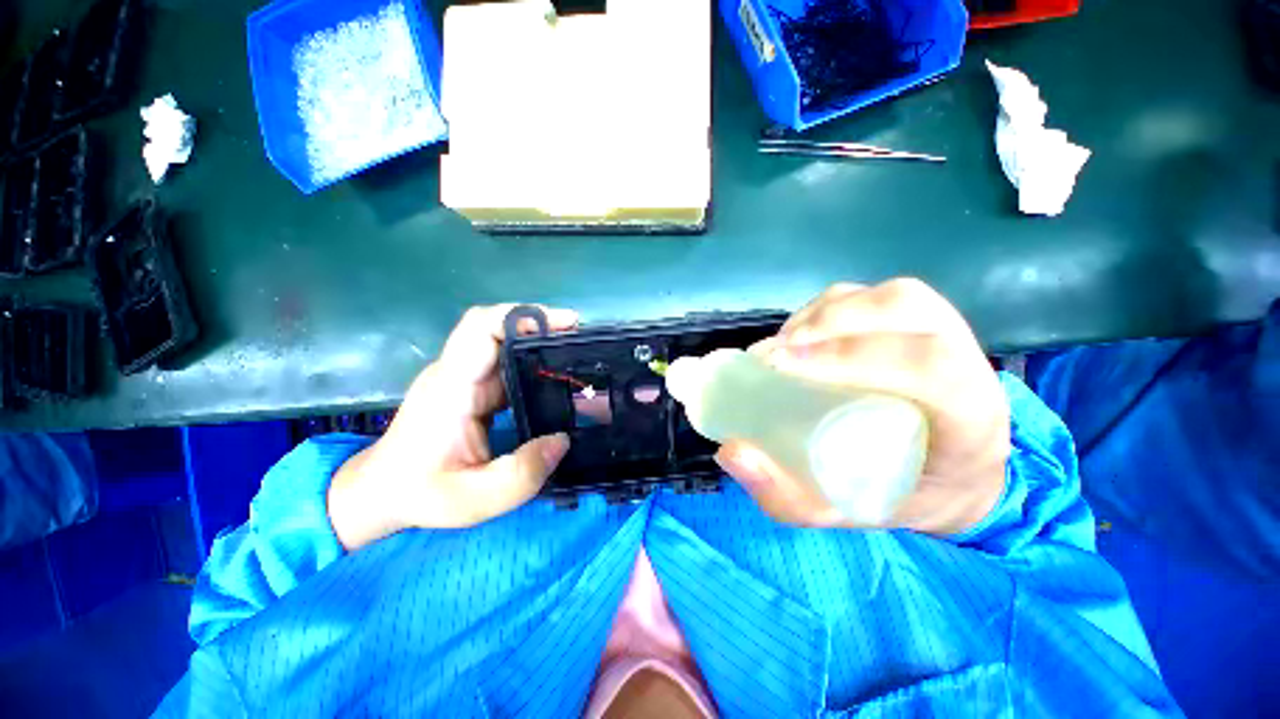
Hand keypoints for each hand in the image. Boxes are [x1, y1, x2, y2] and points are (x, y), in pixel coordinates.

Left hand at [327, 305, 576, 550]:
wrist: (380, 495)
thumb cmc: (420, 494)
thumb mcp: (474, 498)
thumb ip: (522, 473)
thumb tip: (563, 440)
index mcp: (452, 387)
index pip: (480, 328)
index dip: (522, 316)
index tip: (565, 322)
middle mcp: (457, 373)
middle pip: (498, 330)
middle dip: (543, 327)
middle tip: (583, 341)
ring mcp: (464, 379)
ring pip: (504, 345)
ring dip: (540, 345)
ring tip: (577, 357)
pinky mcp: (471, 389)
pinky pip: (505, 364)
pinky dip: (533, 363)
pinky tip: (556, 379)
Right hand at [715, 279, 1009, 535]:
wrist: (949, 477)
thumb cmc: (903, 495)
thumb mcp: (846, 512)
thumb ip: (787, 496)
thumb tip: (733, 452)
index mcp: (972, 420)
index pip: (929, 366)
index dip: (851, 356)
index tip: (783, 367)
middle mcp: (970, 364)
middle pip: (906, 310)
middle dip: (829, 325)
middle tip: (773, 355)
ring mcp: (947, 335)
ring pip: (888, 296)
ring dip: (825, 314)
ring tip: (783, 346)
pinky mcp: (919, 322)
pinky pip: (872, 297)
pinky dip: (825, 309)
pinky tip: (800, 337)